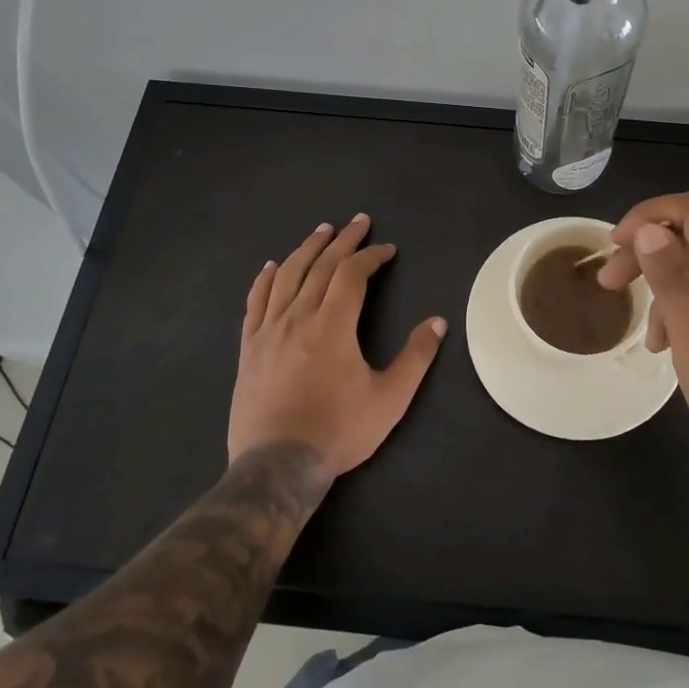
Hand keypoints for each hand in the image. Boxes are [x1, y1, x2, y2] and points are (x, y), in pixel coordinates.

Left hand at [229, 214, 445, 480]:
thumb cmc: (338, 430)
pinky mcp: (250, 347)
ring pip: (287, 276)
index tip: (387, 250)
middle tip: (358, 222)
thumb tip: (438, 322)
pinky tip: (272, 266)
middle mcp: (298, 317)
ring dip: (307, 249)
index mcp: (333, 325)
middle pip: (320, 266)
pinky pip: (256, 302)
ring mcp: (269, 330)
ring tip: (321, 231)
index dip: (372, 256)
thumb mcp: (390, 398)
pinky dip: (266, 279)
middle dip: (343, 240)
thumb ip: (416, 357)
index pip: (352, 274)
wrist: (277, 465)